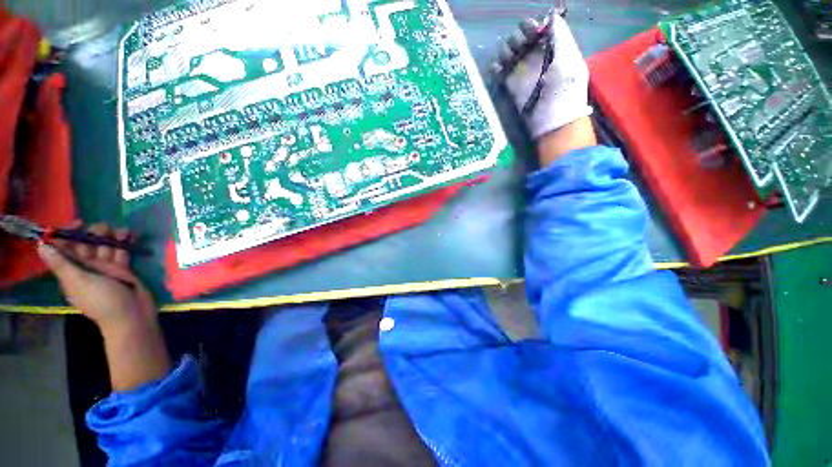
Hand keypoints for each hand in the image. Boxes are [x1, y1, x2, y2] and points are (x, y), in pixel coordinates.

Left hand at [37, 223, 156, 332]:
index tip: (78, 223)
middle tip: (104, 228)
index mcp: (72, 271)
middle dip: (93, 233)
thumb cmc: (102, 301)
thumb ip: (61, 265)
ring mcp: (106, 268)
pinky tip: (130, 235)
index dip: (68, 234)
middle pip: (86, 244)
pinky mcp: (123, 269)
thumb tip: (41, 245)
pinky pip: (122, 251)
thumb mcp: (79, 283)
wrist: (132, 315)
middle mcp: (87, 267)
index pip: (64, 248)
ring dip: (111, 235)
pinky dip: (125, 242)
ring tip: (121, 231)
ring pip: (105, 246)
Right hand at [496, 15, 592, 138]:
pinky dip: (496, 67)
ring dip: (505, 51)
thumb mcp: (568, 59)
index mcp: (550, 48)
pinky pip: (498, 72)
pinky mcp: (510, 87)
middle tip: (519, 47)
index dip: (531, 26)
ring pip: (507, 53)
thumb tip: (553, 15)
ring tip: (509, 59)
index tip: (531, 32)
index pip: (537, 29)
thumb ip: (561, 36)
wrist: (551, 121)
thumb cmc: (564, 89)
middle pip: (519, 39)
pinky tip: (499, 69)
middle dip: (516, 38)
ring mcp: (521, 73)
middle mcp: (534, 58)